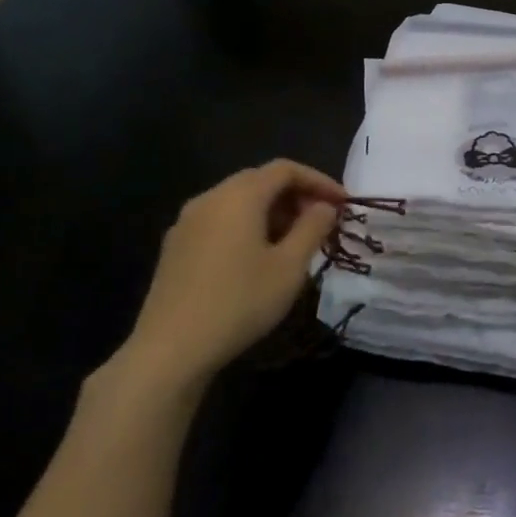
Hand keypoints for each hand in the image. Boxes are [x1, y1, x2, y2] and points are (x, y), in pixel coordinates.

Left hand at [119, 160, 344, 389]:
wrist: (172, 347)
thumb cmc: (240, 302)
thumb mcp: (290, 267)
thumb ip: (312, 229)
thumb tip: (325, 207)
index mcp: (239, 196)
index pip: (285, 169)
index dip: (319, 181)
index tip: (343, 204)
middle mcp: (209, 198)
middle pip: (259, 180)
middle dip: (296, 195)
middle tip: (323, 221)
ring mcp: (187, 222)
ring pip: (238, 201)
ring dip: (272, 211)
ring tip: (296, 240)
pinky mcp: (177, 245)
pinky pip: (220, 220)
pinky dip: (248, 225)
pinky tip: (259, 256)